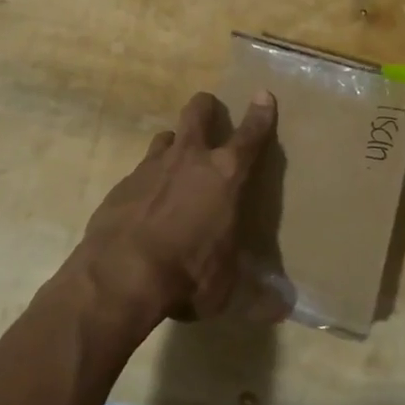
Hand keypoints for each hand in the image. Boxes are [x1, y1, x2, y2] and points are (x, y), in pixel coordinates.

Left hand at [68, 90, 282, 331]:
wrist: (120, 274)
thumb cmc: (188, 274)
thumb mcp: (227, 288)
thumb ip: (255, 294)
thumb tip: (283, 310)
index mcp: (225, 176)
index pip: (250, 136)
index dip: (260, 114)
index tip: (264, 95)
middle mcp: (189, 160)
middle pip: (198, 112)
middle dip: (206, 108)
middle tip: (209, 114)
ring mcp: (151, 167)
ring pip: (165, 137)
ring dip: (174, 145)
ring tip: (176, 165)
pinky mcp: (121, 185)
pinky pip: (140, 172)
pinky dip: (147, 182)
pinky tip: (145, 208)